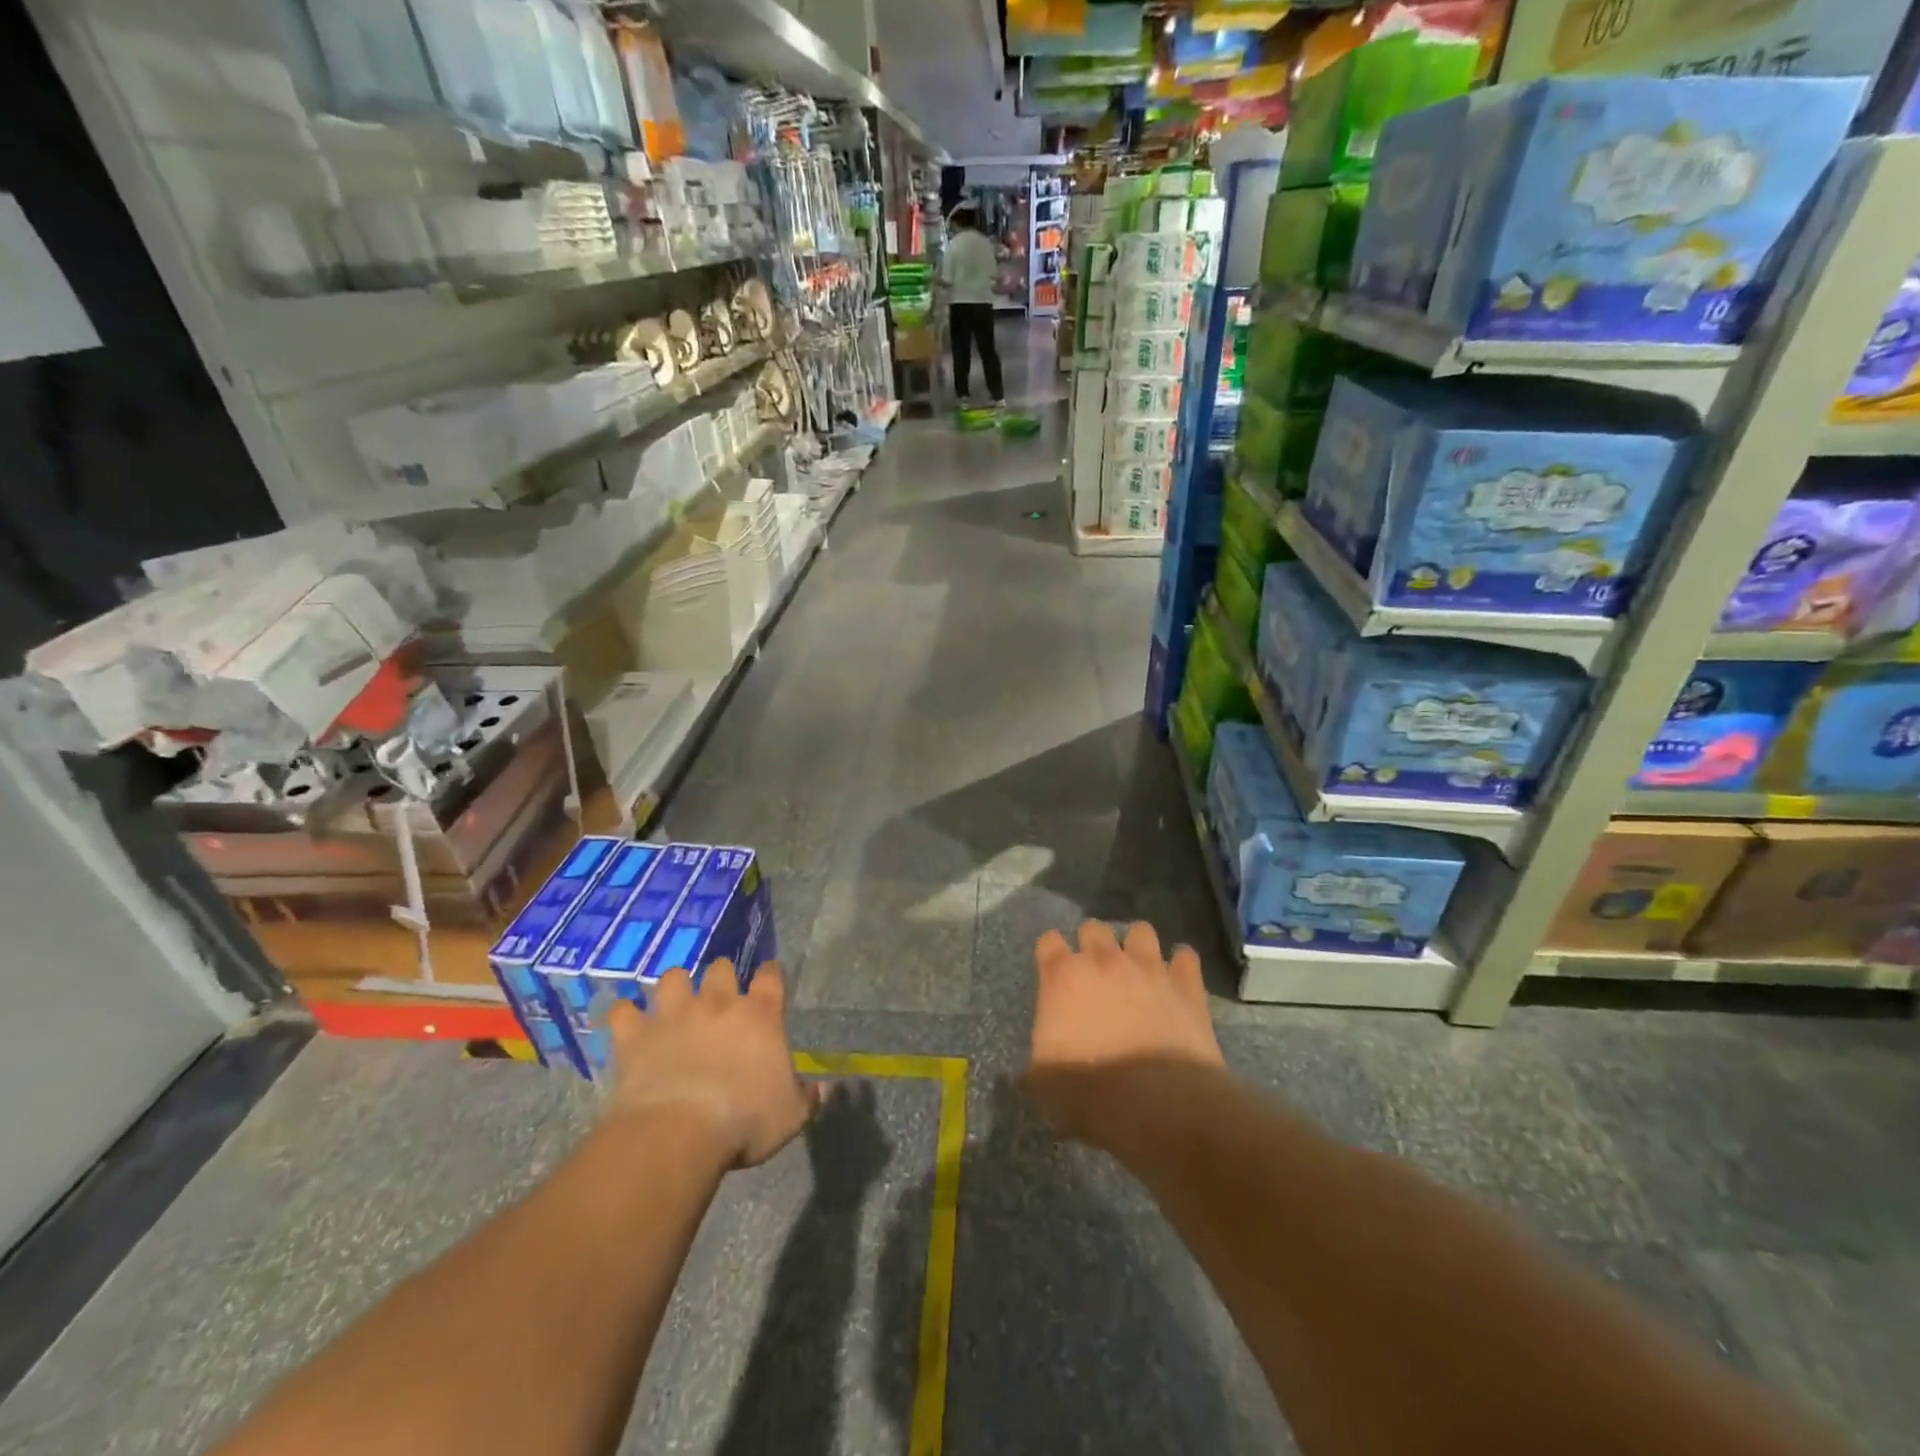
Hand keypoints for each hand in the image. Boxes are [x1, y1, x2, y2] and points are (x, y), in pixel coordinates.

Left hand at [607, 962, 819, 1167]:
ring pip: (673, 978)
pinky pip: (623, 1012)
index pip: (771, 976)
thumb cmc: (744, 1122)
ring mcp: (674, 1014)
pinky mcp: (636, 1034)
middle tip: (718, 998)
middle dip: (719, 977)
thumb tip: (823, 1088)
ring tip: (673, 1005)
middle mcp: (718, 1003)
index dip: (770, 975)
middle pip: (720, 968)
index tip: (769, 980)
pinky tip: (627, 1026)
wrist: (678, 1133)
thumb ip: (807, 1098)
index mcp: (761, 1015)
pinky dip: (624, 1017)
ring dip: (674, 988)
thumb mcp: (790, 1117)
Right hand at [1026, 921, 1223, 1148]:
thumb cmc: (1090, 1094)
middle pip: (1093, 928)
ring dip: (1136, 945)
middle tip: (1095, 972)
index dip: (1050, 955)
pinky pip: (1185, 957)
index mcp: (1063, 977)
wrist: (1159, 1107)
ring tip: (1138, 969)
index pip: (1048, 942)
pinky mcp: (1187, 985)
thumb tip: (1047, 1045)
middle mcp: (1104, 960)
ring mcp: (1149, 968)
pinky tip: (1177, 980)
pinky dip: (1180, 965)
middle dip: (1091, 943)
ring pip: (1141, 931)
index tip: (1053, 972)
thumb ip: (1042, 1046)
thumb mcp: (1042, 1078)